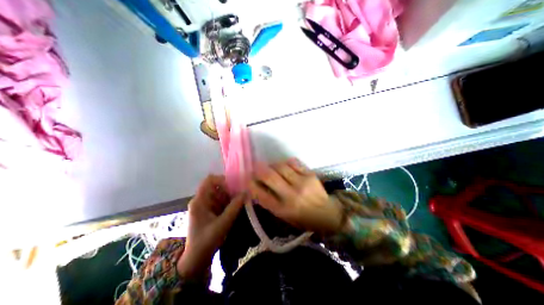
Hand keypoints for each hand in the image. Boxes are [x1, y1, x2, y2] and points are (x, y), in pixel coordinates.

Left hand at [178, 175, 245, 276]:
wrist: (196, 260)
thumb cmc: (206, 241)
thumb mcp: (223, 223)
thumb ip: (235, 207)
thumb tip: (246, 192)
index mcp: (199, 201)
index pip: (209, 180)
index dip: (222, 180)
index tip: (234, 186)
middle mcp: (201, 200)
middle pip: (216, 187)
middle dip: (229, 190)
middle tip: (240, 196)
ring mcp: (204, 206)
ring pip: (219, 194)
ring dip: (230, 197)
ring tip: (239, 203)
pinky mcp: (209, 211)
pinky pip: (220, 201)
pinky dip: (228, 203)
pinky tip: (235, 209)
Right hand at [250, 158, 340, 234]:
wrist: (328, 214)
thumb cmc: (303, 219)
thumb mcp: (284, 216)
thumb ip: (270, 202)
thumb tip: (258, 186)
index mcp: (283, 209)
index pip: (260, 194)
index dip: (251, 184)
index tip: (248, 179)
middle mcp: (291, 195)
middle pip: (269, 176)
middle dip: (258, 169)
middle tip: (256, 168)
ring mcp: (301, 183)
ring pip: (280, 166)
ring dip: (272, 165)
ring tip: (272, 167)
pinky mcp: (309, 174)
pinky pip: (293, 162)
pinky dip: (285, 162)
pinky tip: (285, 166)